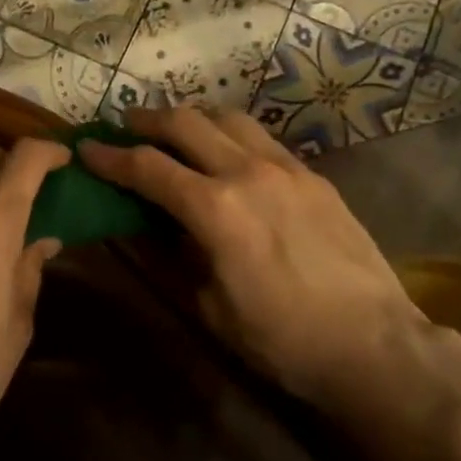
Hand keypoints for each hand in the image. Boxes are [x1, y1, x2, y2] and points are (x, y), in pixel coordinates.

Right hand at [79, 107, 425, 409]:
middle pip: (186, 123)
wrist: (373, 343)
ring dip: (193, 117)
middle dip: (148, 121)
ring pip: (228, 118)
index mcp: (215, 209)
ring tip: (177, 131)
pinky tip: (229, 153)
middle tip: (126, 126)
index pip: (148, 167)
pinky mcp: (312, 175)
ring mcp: (285, 167)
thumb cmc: (282, 339)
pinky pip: (262, 138)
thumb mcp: (211, 307)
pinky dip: (232, 134)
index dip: (111, 156)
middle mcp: (246, 172)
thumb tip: (147, 224)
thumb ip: (174, 255)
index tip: (88, 148)